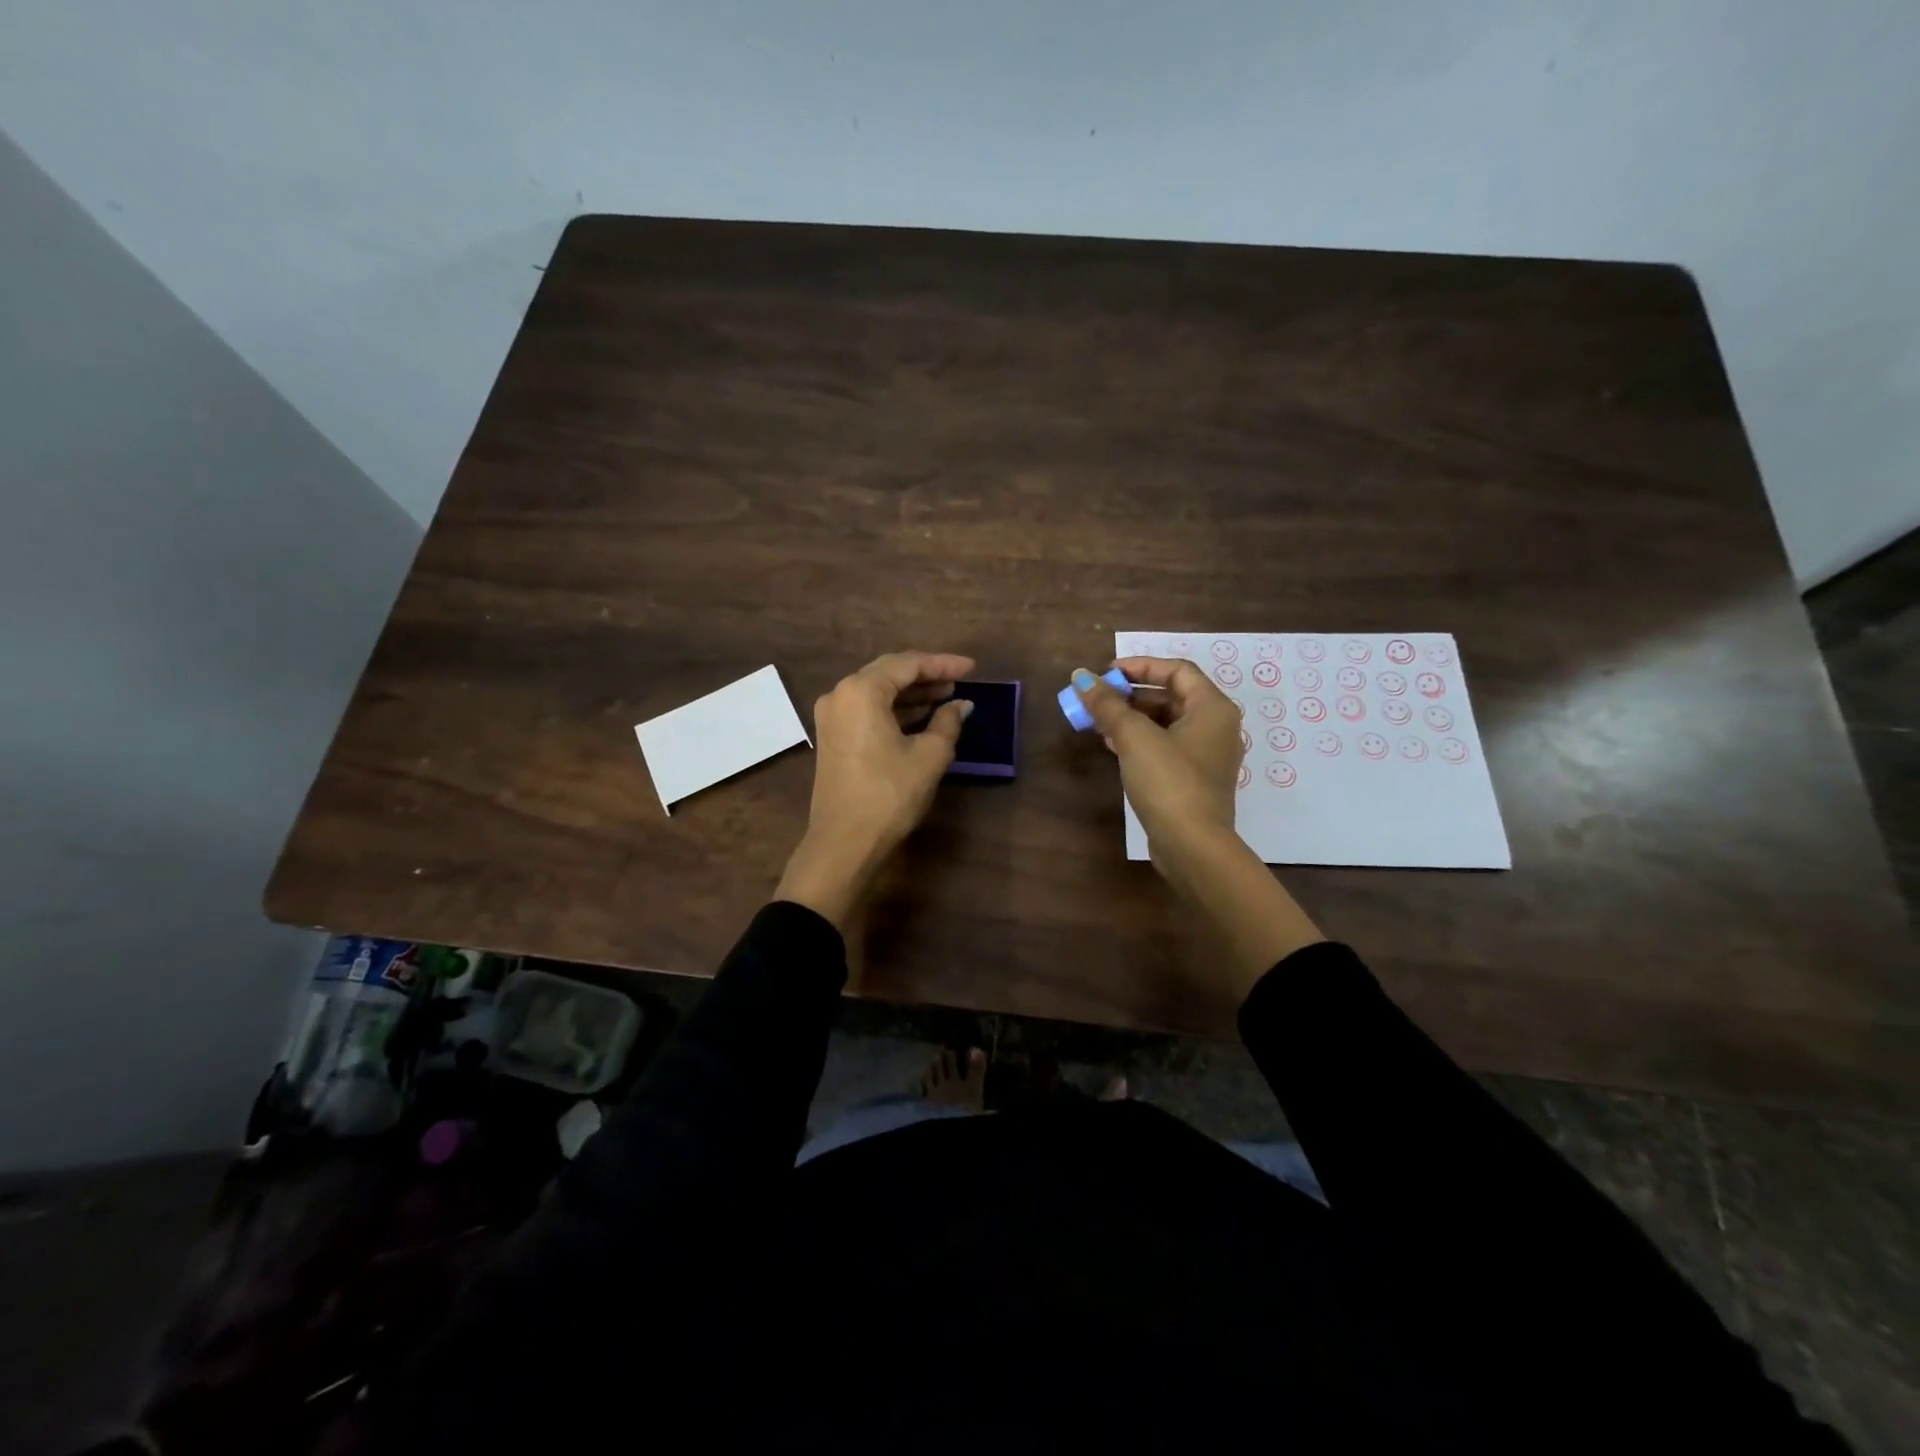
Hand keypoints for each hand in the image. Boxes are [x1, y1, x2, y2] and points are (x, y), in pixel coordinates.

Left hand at [775, 651, 975, 927]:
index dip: (942, 664)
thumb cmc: (889, 794)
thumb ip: (947, 722)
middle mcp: (840, 695)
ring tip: (945, 697)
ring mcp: (832, 716)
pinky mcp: (832, 737)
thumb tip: (961, 705)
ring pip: (877, 692)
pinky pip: (867, 710)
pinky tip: (921, 717)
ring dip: (910, 694)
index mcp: (861, 691)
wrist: (844, 843)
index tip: (972, 668)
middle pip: (888, 673)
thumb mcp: (929, 756)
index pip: (908, 665)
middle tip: (959, 680)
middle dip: (926, 675)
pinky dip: (894, 710)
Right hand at [1069, 657, 1241, 875]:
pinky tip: (1113, 747)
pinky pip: (1166, 747)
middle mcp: (1216, 727)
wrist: (1192, 845)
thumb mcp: (1134, 737)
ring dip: (1132, 718)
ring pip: (1166, 723)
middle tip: (1098, 699)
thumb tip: (1080, 676)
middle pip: (1171, 696)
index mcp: (1213, 708)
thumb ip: (1107, 704)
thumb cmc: (1168, 781)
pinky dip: (1140, 741)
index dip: (1140, 665)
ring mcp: (1207, 756)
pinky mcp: (1194, 780)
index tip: (1107, 673)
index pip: (1177, 670)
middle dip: (1131, 694)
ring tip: (1098, 722)